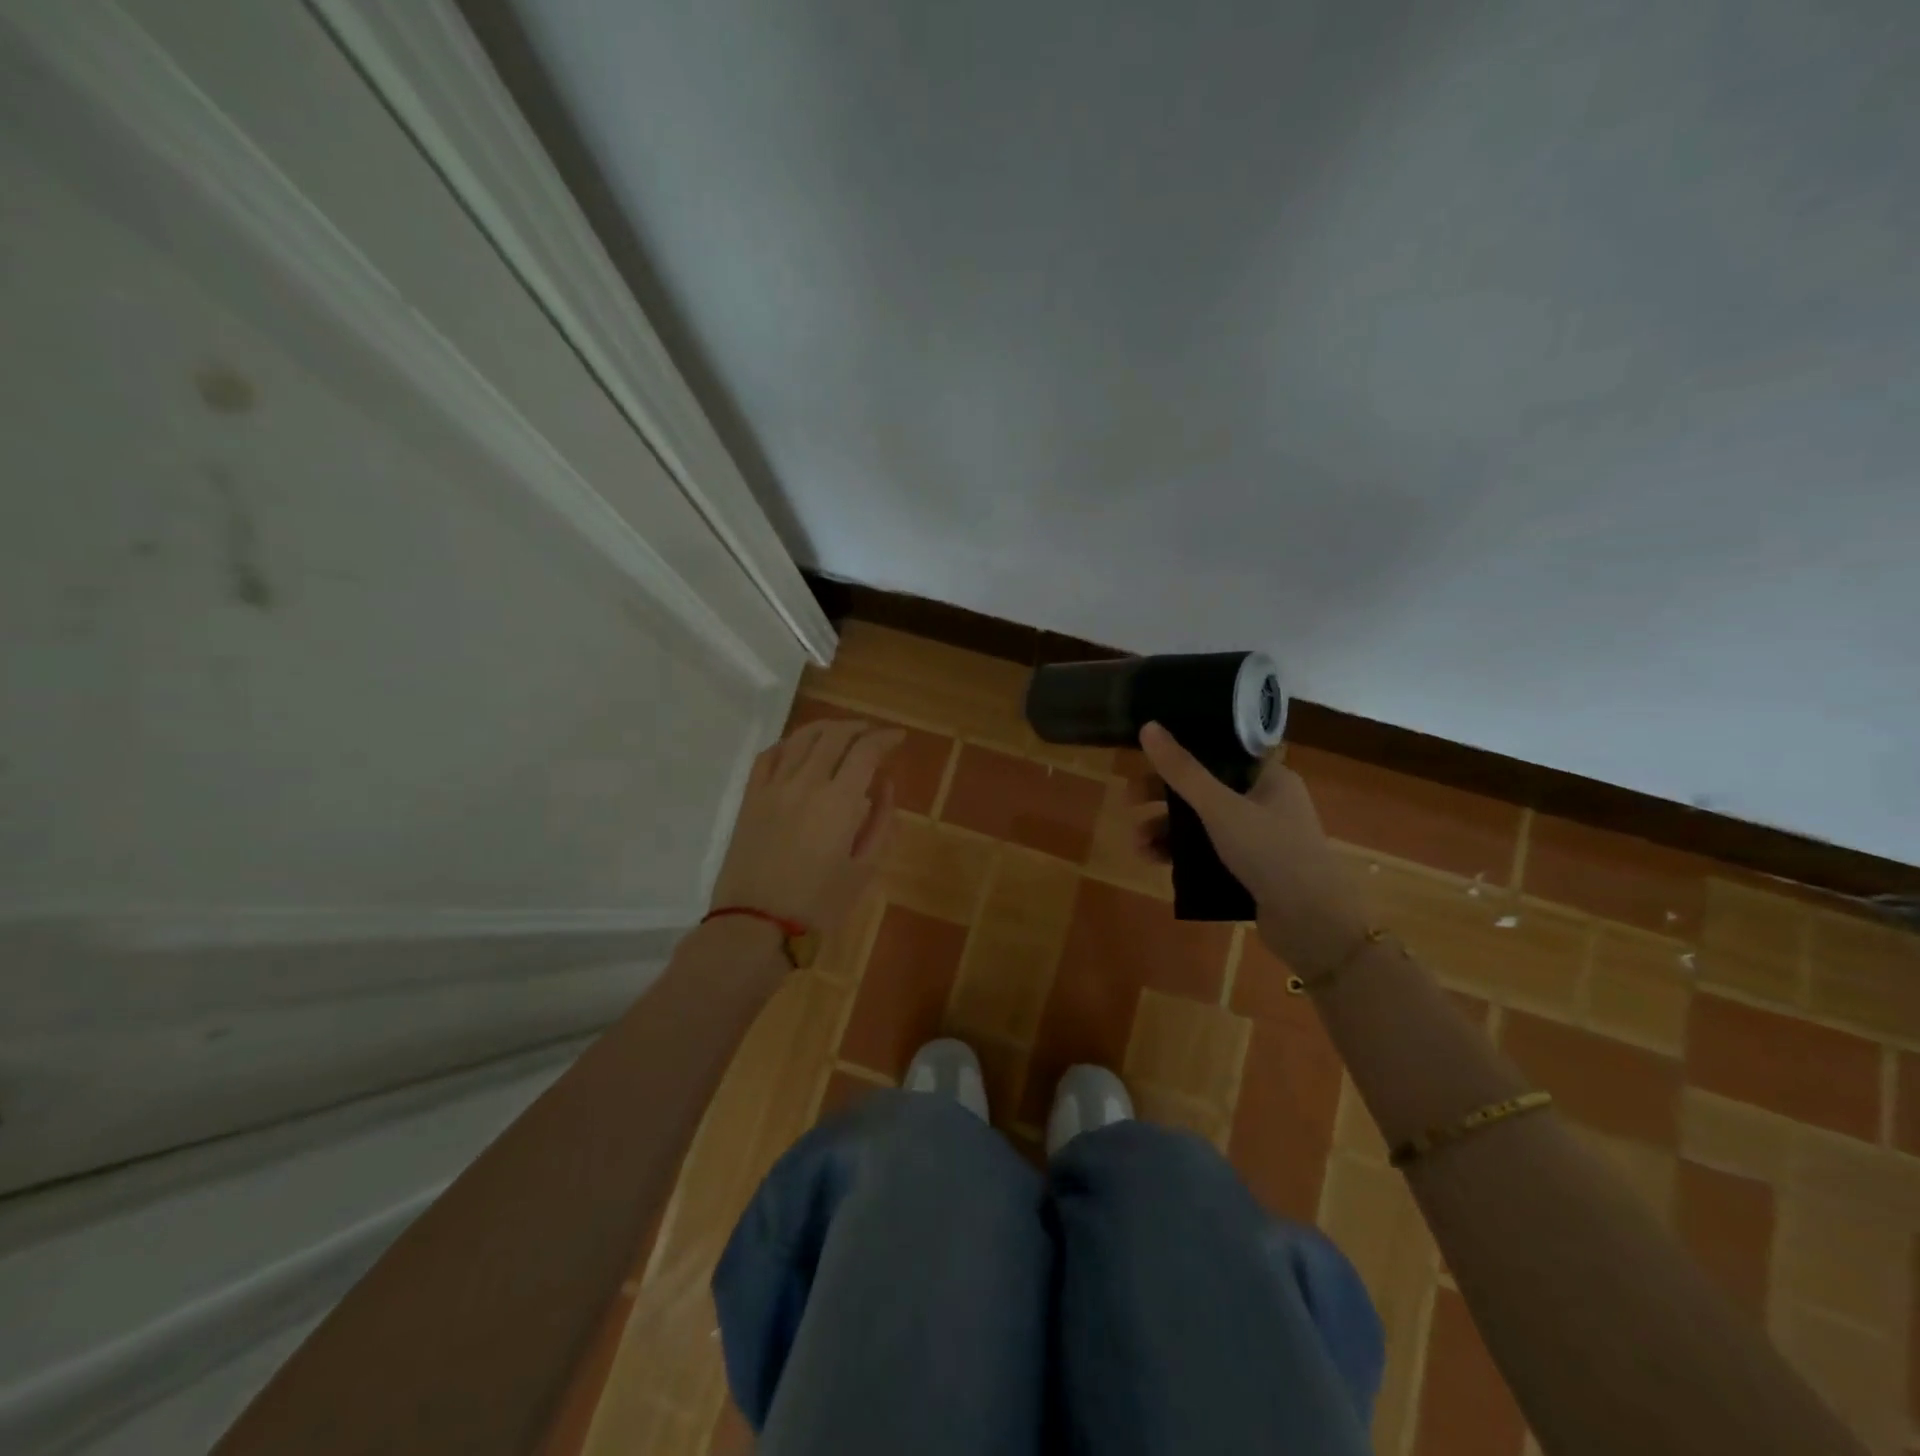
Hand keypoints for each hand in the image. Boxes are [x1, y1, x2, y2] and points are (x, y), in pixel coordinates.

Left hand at [709, 718, 903, 934]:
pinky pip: (768, 756)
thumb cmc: (818, 904)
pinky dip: (788, 743)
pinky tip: (798, 748)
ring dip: (826, 728)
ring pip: (801, 738)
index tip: (898, 738)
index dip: (885, 738)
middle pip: (834, 735)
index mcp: (839, 802)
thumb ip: (880, 822)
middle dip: (859, 728)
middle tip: (873, 735)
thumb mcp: (864, 869)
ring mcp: (773, 788)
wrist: (755, 925)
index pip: (866, 751)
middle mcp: (806, 783)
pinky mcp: (750, 798)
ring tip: (841, 732)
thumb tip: (885, 785)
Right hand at [1137, 722, 1370, 972]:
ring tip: (1137, 845)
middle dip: (1164, 797)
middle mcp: (1267, 803)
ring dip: (1168, 830)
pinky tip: (1155, 862)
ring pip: (1204, 824)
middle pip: (1206, 789)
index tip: (1147, 761)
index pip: (1220, 753)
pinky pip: (1210, 853)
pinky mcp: (1253, 870)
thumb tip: (1148, 726)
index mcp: (1270, 778)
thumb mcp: (1220, 807)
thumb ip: (1182, 770)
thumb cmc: (1271, 852)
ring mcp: (1261, 839)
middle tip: (1130, 802)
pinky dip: (1183, 855)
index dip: (1182, 754)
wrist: (1313, 924)